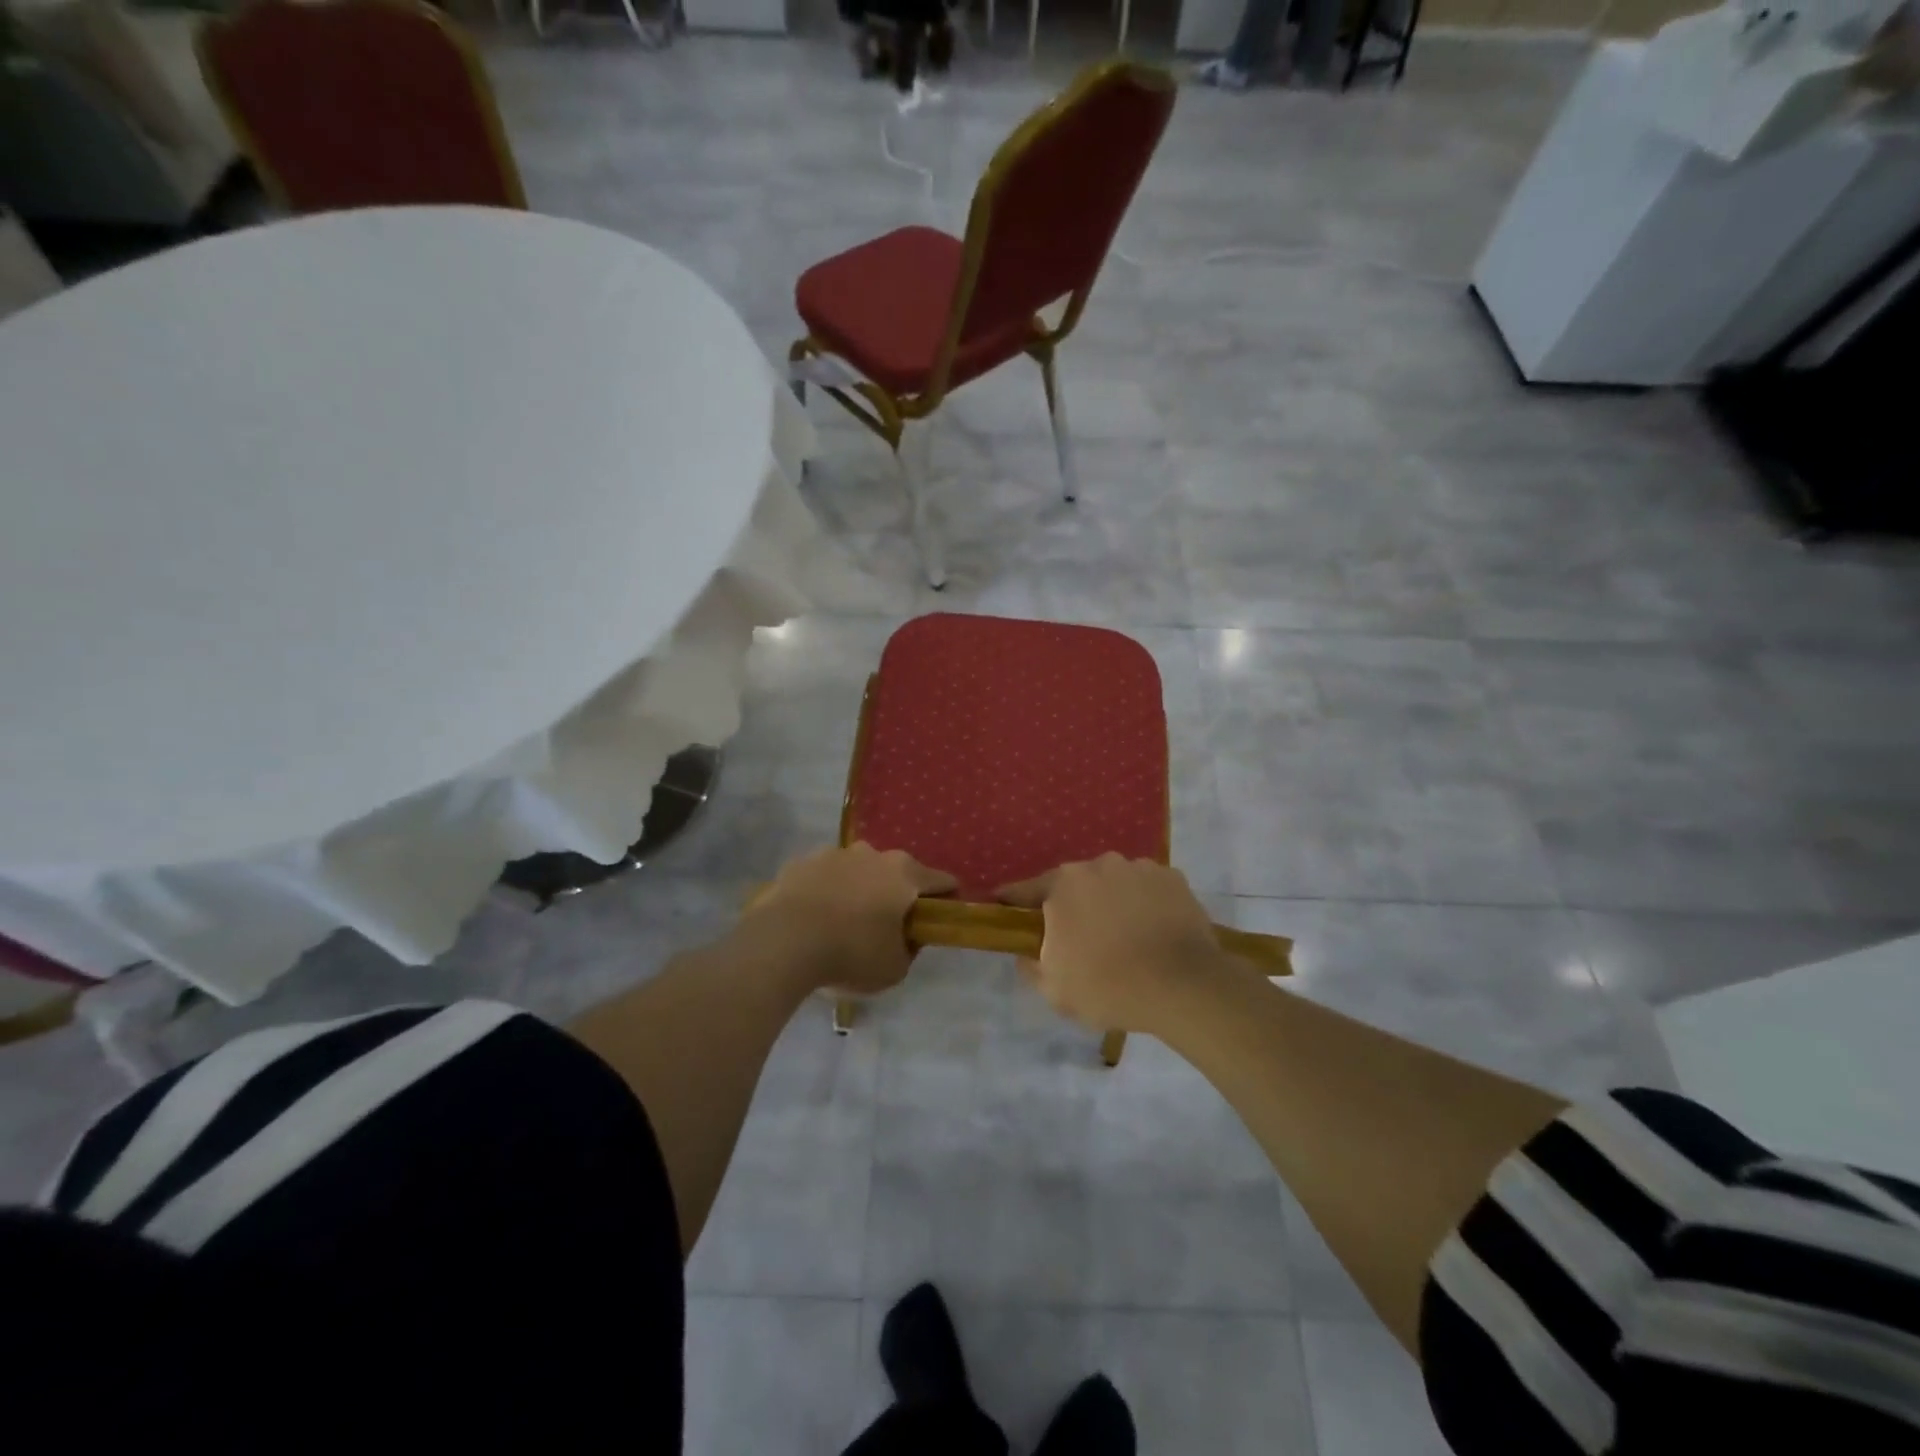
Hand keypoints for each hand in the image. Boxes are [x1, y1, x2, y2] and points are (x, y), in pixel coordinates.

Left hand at [745, 843, 955, 994]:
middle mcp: (872, 853)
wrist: (783, 941)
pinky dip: (824, 893)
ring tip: (844, 922)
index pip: (940, 880)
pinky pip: (822, 878)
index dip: (947, 897)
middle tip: (888, 925)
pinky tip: (814, 919)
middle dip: (896, 893)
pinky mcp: (800, 862)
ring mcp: (833, 854)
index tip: (943, 914)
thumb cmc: (850, 953)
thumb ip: (909, 949)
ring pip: (856, 870)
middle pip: (895, 871)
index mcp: (904, 874)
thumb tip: (906, 937)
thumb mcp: (894, 968)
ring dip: (857, 890)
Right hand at [998, 854, 1235, 1033]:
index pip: (1026, 889)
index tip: (1002, 906)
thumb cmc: (1109, 987)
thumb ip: (1031, 966)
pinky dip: (1144, 904)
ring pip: (1113, 883)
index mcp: (1063, 885)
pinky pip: (1147, 889)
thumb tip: (1025, 953)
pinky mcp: (1172, 878)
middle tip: (1077, 937)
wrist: (1184, 987)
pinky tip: (1151, 932)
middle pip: (1074, 884)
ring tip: (1122, 936)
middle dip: (1071, 906)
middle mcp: (1098, 865)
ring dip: (1110, 902)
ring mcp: (1139, 867)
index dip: (1012, 901)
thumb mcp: (1055, 990)